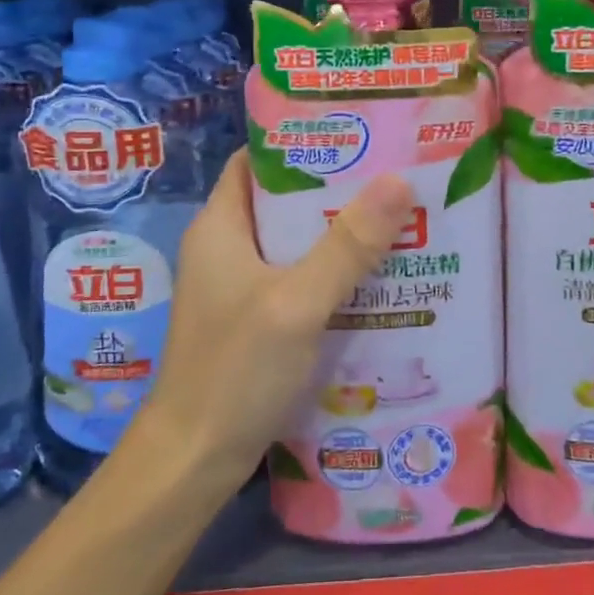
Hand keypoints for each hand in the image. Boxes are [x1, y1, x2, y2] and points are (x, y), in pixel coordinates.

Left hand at [142, 151, 415, 481]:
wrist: (193, 460)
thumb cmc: (235, 370)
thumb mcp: (296, 302)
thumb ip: (347, 245)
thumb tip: (399, 180)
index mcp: (220, 226)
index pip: (257, 161)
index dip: (302, 142)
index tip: (357, 134)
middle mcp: (227, 248)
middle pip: (284, 201)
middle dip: (336, 189)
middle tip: (394, 176)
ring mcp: (241, 287)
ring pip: (296, 243)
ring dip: (340, 233)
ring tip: (398, 218)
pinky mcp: (256, 320)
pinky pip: (299, 279)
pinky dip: (333, 273)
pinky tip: (377, 277)